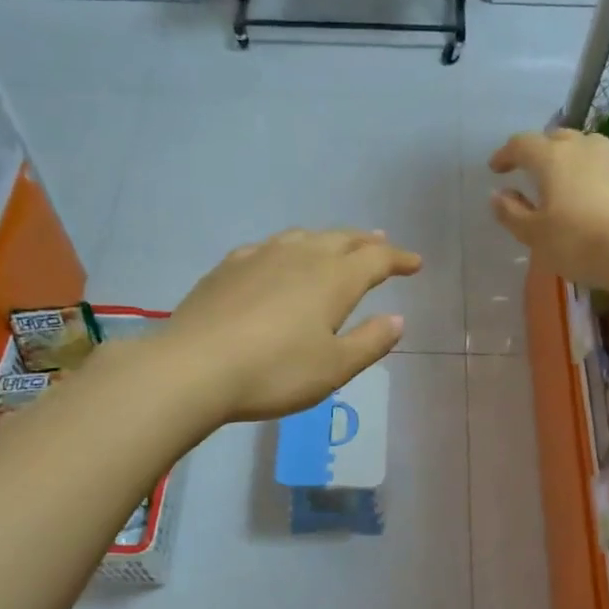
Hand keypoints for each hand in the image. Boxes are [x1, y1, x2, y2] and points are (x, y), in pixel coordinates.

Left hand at [162, 229, 422, 423]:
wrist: (194, 367)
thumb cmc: (275, 372)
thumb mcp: (334, 368)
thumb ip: (370, 342)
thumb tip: (397, 319)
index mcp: (333, 279)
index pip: (375, 259)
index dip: (398, 259)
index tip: (415, 263)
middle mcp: (301, 256)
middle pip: (341, 239)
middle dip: (365, 242)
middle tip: (380, 243)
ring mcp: (260, 257)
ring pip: (303, 236)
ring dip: (327, 238)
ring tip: (336, 243)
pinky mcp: (228, 267)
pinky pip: (268, 247)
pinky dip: (287, 248)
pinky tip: (278, 258)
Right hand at [489, 129, 608, 292]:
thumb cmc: (580, 243)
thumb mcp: (535, 236)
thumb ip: (512, 213)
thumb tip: (498, 194)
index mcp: (552, 158)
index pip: (522, 144)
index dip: (506, 154)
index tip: (496, 169)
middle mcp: (585, 146)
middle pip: (557, 139)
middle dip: (541, 152)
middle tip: (533, 171)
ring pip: (590, 146)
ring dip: (576, 157)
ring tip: (572, 178)